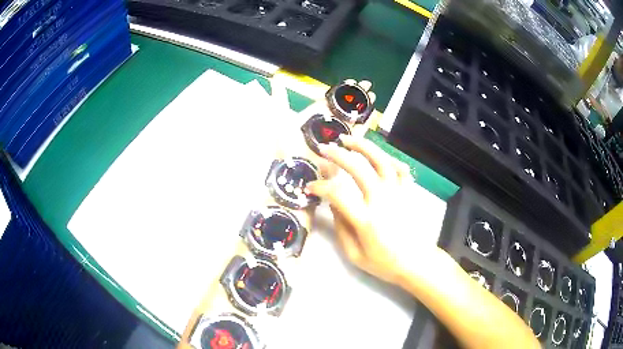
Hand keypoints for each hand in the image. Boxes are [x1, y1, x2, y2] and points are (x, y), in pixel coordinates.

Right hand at [307, 135, 428, 284]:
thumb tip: (332, 203)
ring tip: (348, 139)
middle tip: (325, 150)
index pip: (337, 194)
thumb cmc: (384, 263)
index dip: (320, 186)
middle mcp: (382, 200)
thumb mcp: (355, 254)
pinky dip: (388, 157)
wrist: (417, 262)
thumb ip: (341, 227)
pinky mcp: (408, 192)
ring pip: (381, 160)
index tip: (310, 187)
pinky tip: (378, 155)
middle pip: (358, 168)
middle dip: (338, 156)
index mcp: (366, 219)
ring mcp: (397, 193)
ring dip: (363, 146)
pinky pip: (399, 168)